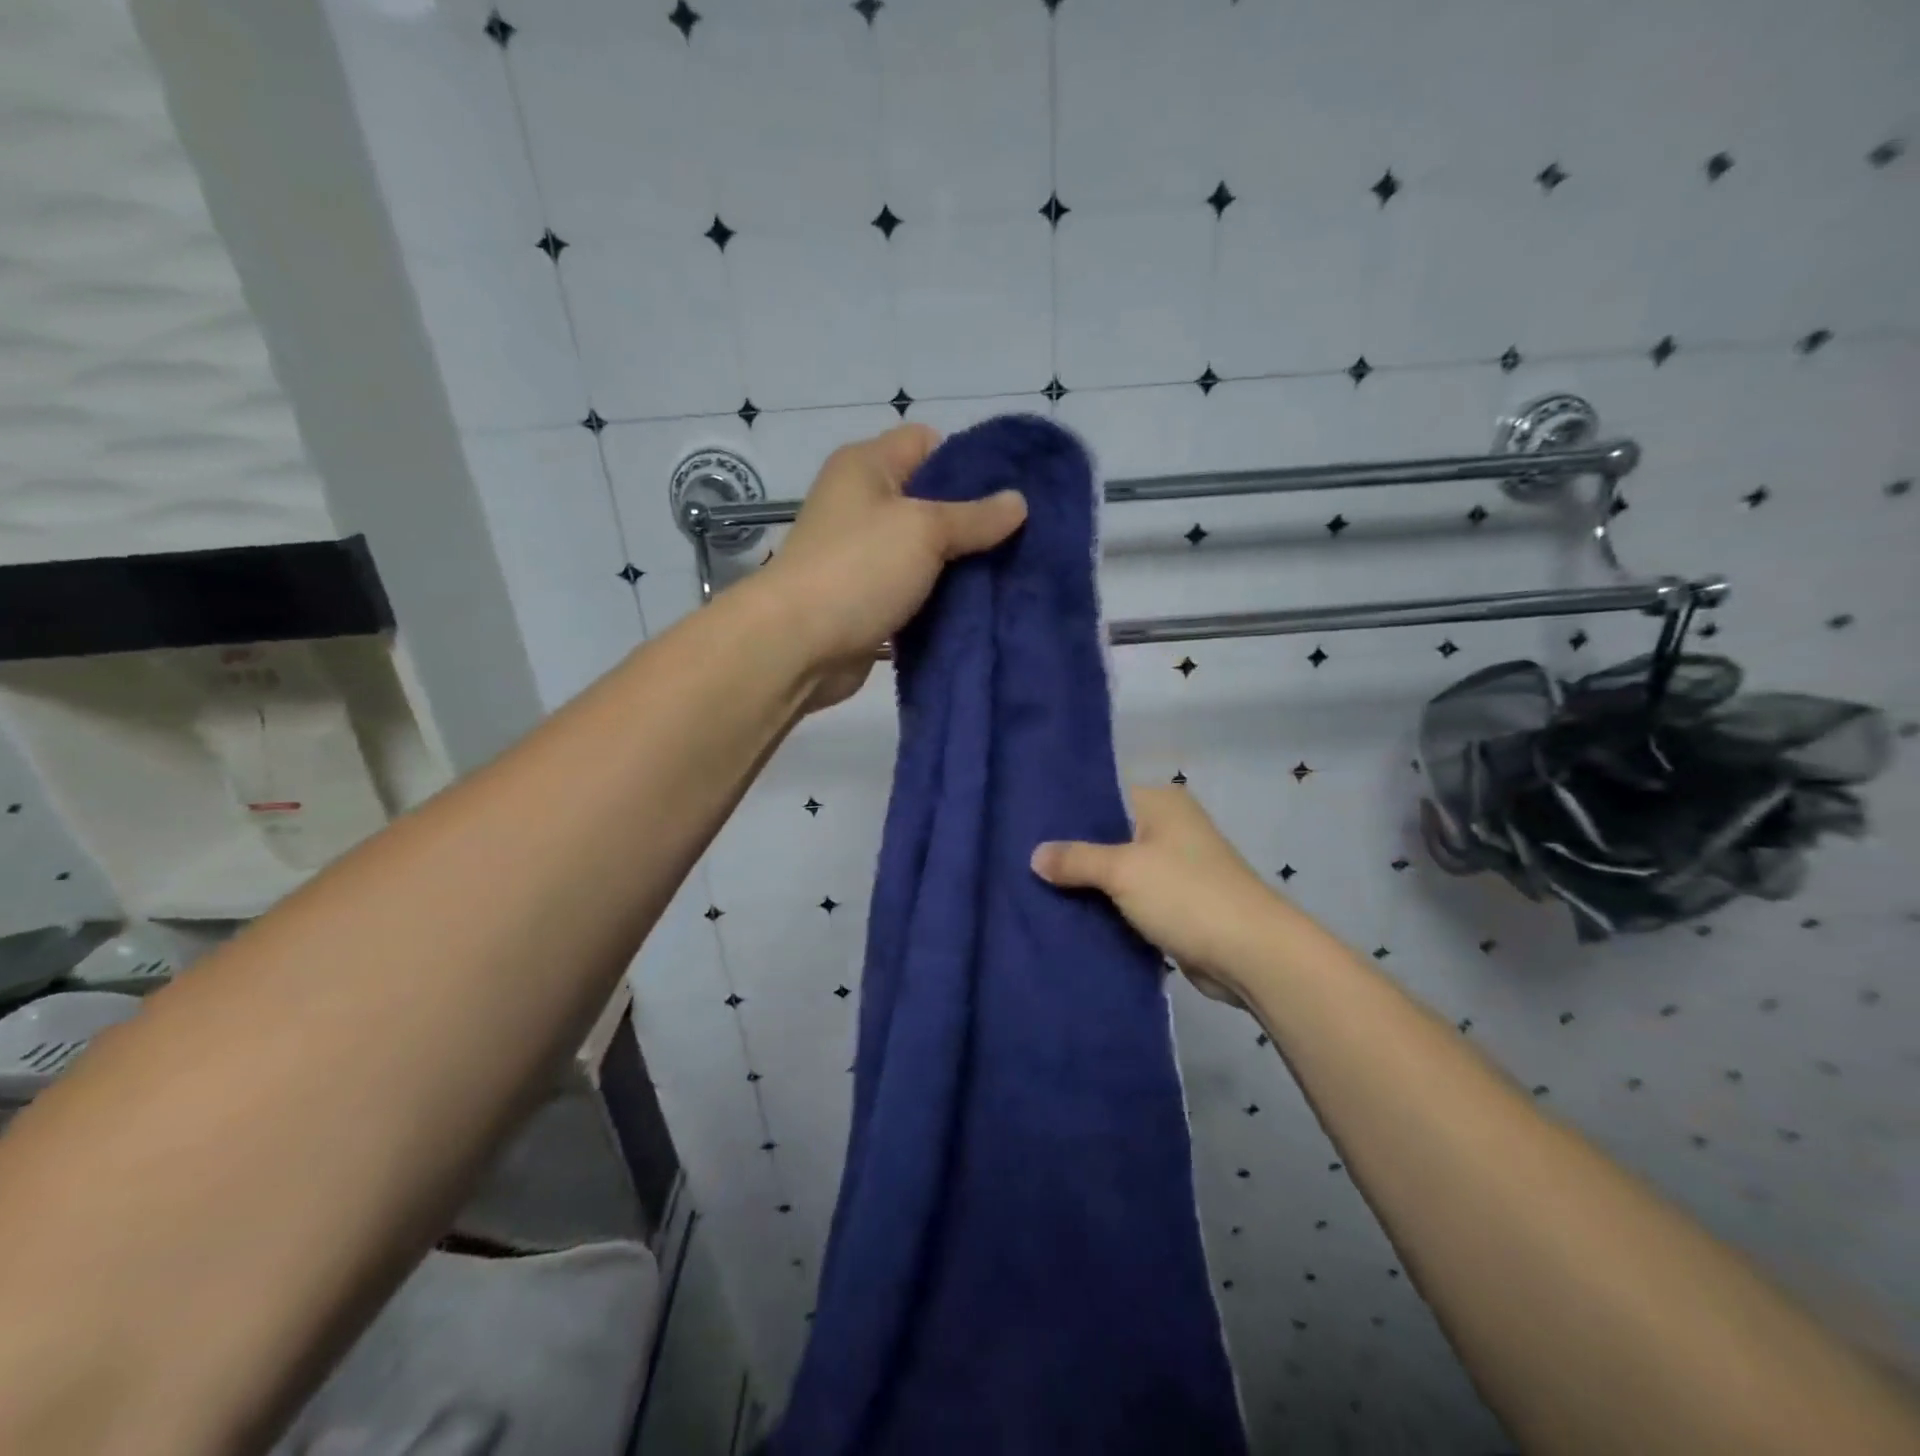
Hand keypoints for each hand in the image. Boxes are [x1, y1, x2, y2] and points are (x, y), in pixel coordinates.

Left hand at [756, 424, 1026, 711]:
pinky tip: (979, 609)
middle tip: (1019, 541)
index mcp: (867, 466)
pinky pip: (914, 590)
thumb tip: (1019, 502)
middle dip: (973, 521)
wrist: (797, 646)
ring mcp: (863, 555)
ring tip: (1009, 576)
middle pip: (930, 500)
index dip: (969, 463)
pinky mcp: (867, 599)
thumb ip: (975, 516)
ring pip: (925, 552)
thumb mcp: (924, 530)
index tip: (1008, 494)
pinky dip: (940, 599)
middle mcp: (862, 504)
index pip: (927, 443)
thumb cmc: (859, 569)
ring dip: (959, 566)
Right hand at [1031, 787, 1281, 1005]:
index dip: (1065, 811)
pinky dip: (1106, 905)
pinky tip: (1068, 913)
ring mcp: (1174, 867)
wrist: (1251, 954)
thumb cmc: (1187, 894)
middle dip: (1071, 851)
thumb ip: (1076, 859)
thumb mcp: (1122, 870)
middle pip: (1107, 833)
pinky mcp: (1175, 903)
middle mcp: (1169, 827)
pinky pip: (1130, 898)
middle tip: (1021, 859)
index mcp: (1161, 802)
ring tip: (1035, 886)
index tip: (1025, 824)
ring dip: (1087, 882)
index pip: (1102, 794)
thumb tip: (1035, 856)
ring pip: (1117, 869)